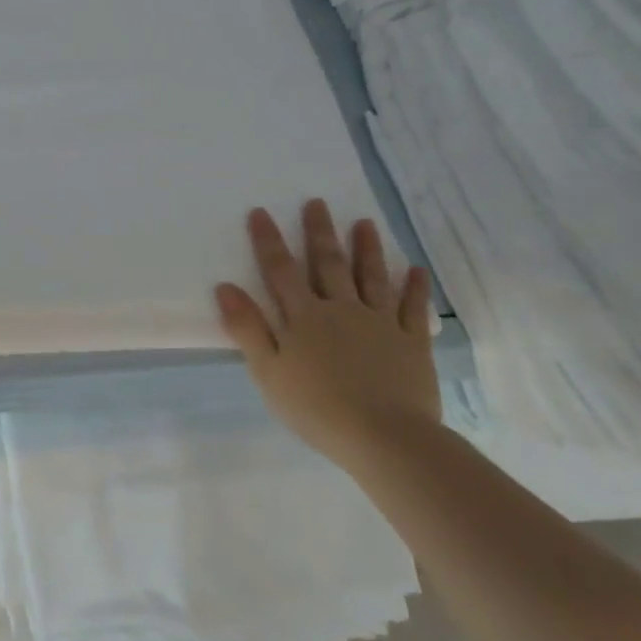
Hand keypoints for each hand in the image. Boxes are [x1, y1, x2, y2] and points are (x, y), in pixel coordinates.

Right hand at [215, 198, 438, 465]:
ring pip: (371, 277)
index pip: (280, 270)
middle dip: (320, 232)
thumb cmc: (317, 408)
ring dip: (366, 249)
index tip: (261, 211)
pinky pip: (412, 309)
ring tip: (365, 222)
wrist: (385, 438)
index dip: (269, 240)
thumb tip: (224, 286)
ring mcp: (380, 324)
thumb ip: (247, 328)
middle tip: (318, 202)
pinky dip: (414, 288)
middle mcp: (341, 309)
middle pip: (328, 264)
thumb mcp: (268, 371)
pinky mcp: (412, 343)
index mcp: (304, 317)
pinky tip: (416, 269)